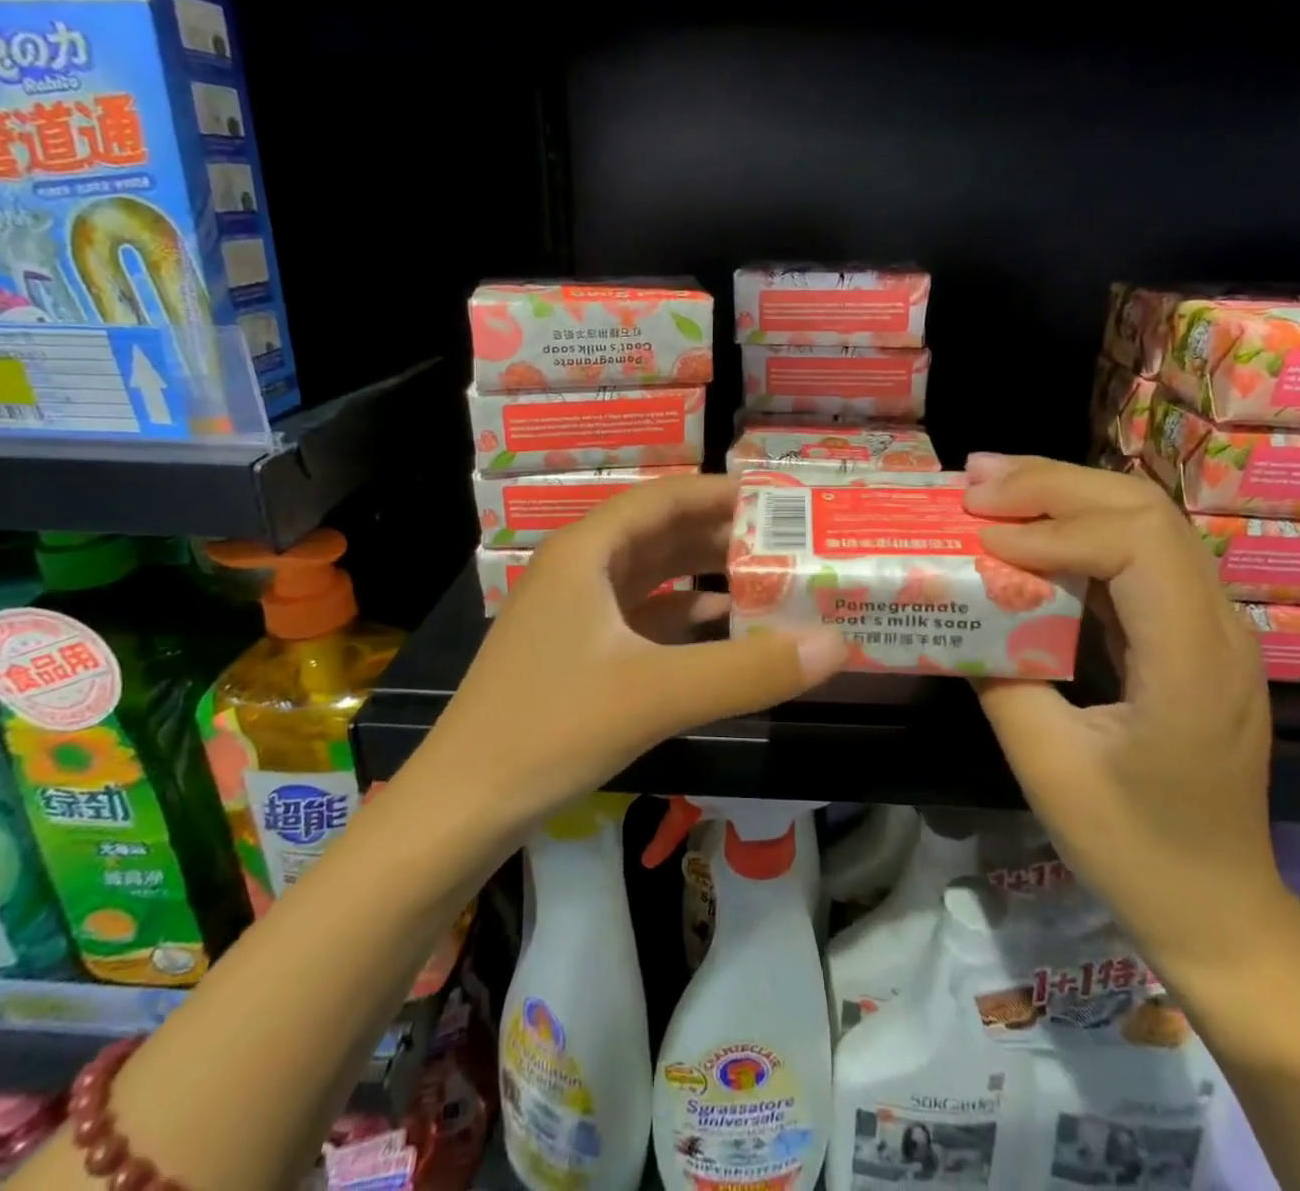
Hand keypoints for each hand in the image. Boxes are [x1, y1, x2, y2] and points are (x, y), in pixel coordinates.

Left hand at [423, 473, 846, 833]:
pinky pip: (640, 615)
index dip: (723, 492)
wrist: (462, 806)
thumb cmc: (550, 729)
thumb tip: (837, 644)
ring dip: (704, 573)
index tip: (781, 499)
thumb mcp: (656, 694)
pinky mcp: (576, 650)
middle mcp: (579, 569)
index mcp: (587, 552)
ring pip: (651, 574)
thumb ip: (749, 670)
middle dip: (722, 533)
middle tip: (788, 541)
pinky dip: (682, 614)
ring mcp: (574, 611)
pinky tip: (720, 626)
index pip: (666, 497)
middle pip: (661, 532)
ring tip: (767, 576)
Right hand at [962, 453, 1286, 975]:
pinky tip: (1029, 528)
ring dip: (1065, 494)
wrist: (1217, 908)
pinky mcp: (1189, 635)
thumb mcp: (1048, 767)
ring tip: (991, 484)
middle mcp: (1218, 628)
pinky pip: (1139, 555)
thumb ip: (1001, 676)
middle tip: (974, 480)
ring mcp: (1212, 628)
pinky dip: (1078, 528)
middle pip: (1146, 511)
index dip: (1054, 528)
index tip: (984, 539)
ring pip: (1146, 522)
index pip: (1137, 546)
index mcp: (1193, 664)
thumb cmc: (1133, 847)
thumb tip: (960, 611)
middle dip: (1054, 484)